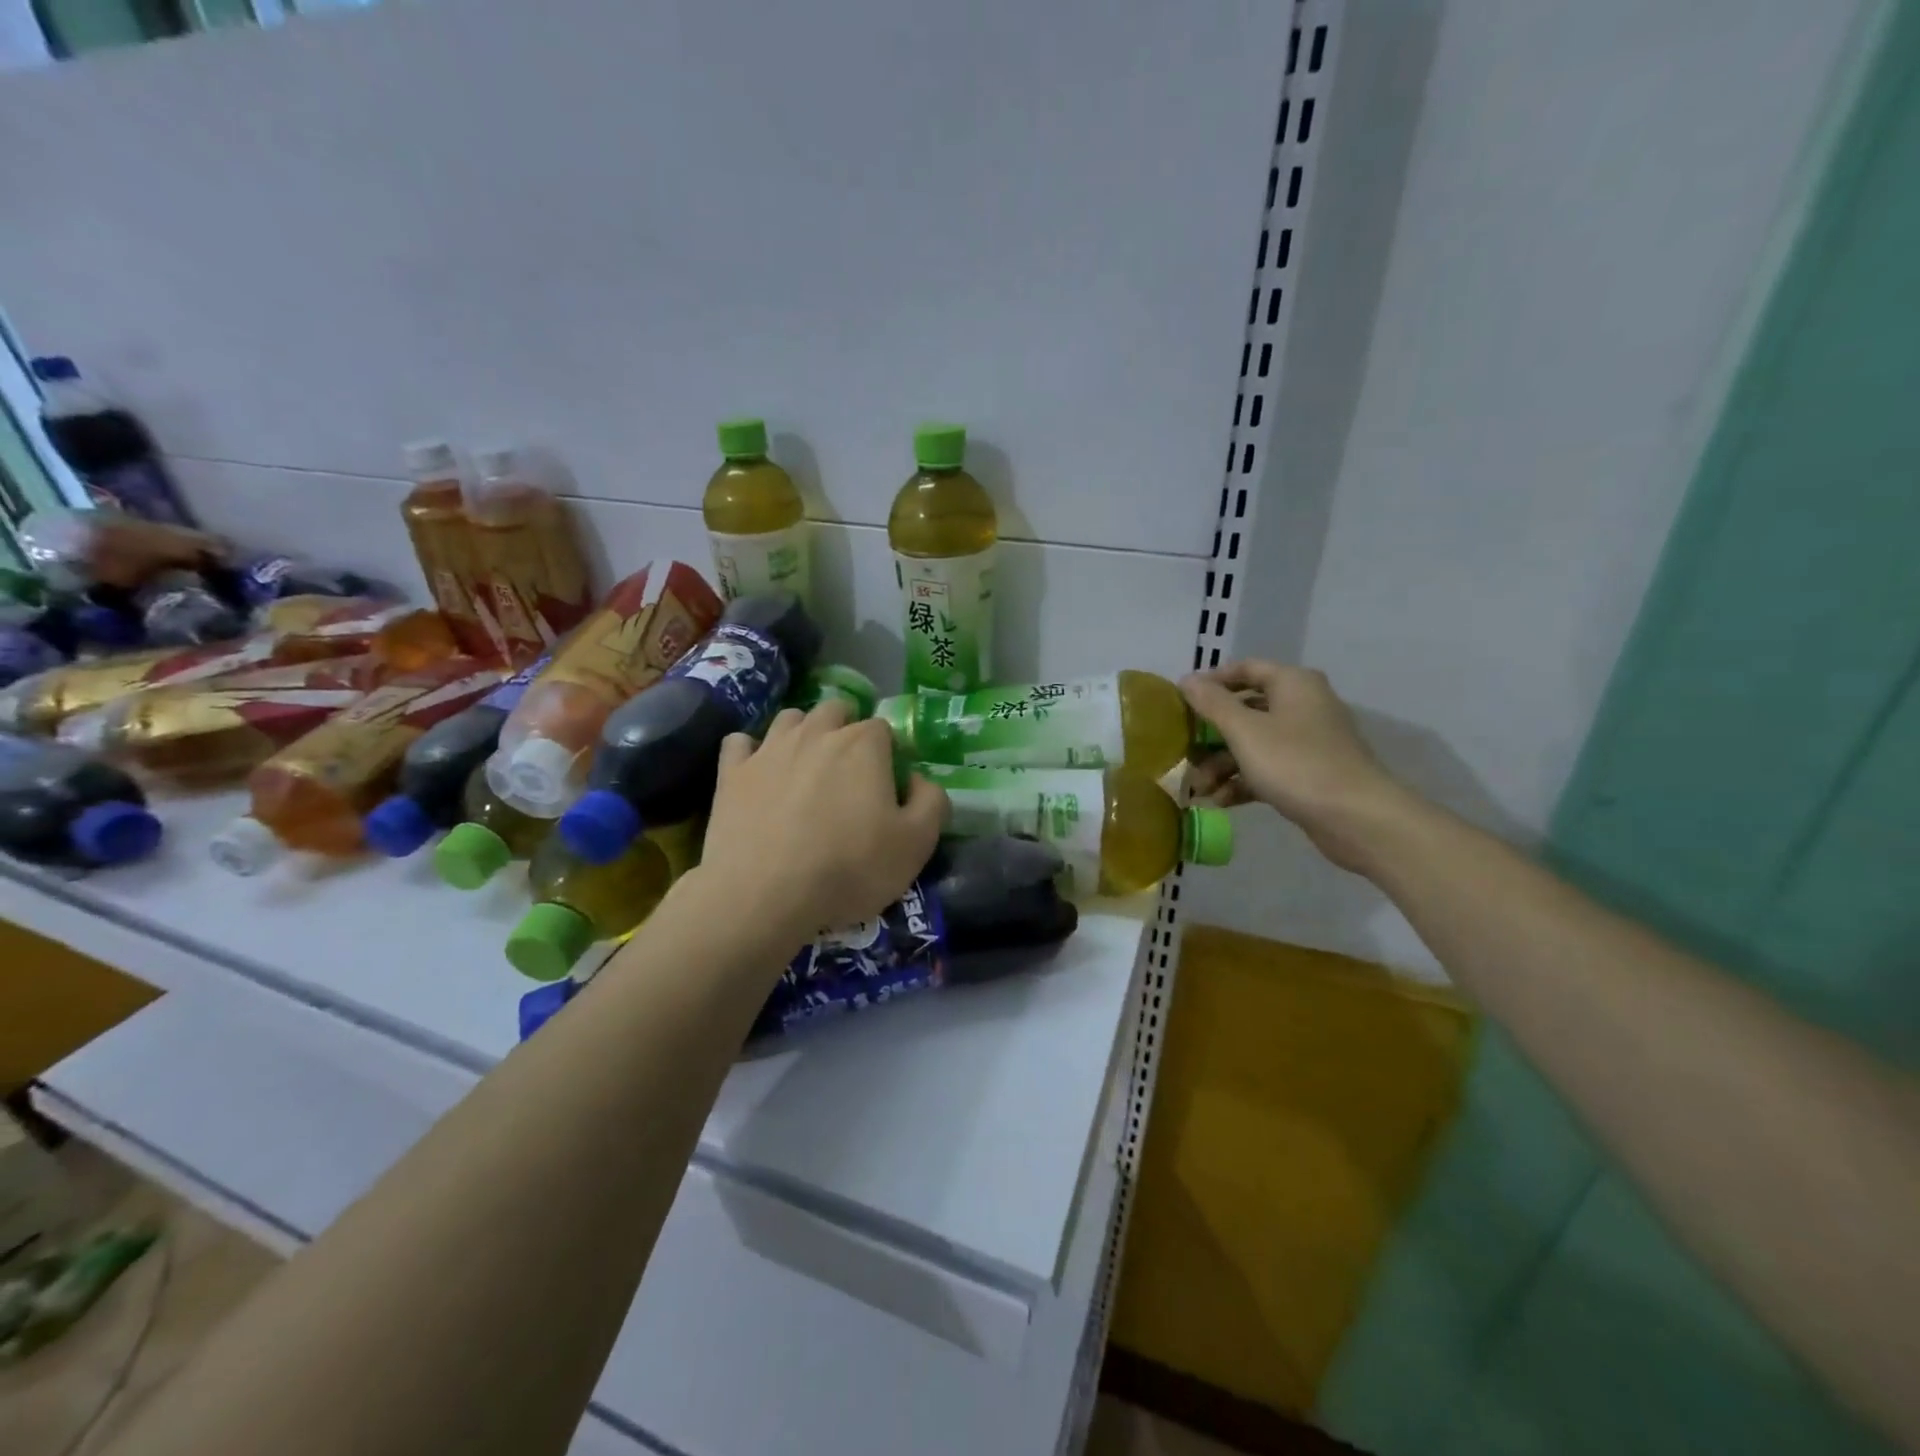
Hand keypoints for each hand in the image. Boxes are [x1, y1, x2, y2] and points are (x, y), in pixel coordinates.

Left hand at [697, 700, 948, 948]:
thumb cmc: (849, 868)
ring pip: (789, 718)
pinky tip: (757, 770)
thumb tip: (920, 780)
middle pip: (835, 710)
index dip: (888, 752)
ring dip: (802, 731)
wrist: (763, 895)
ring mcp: (769, 749)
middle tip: (849, 769)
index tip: (887, 783)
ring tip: (806, 764)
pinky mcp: (731, 772)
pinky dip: (750, 751)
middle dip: (845, 727)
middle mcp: (816, 733)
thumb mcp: (916, 844)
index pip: (882, 728)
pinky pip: (739, 743)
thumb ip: (932, 802)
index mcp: (863, 744)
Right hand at [1181, 661, 1410, 872]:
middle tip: (1185, 751)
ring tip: (1200, 789)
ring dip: (1222, 764)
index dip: (1212, 681)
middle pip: (1246, 710)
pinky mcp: (1309, 774)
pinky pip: (1267, 769)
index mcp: (1293, 684)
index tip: (1181, 701)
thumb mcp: (1245, 731)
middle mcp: (1303, 705)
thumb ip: (1213, 704)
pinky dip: (1243, 781)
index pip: (1245, 669)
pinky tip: (1221, 801)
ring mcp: (1308, 742)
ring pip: (1254, 744)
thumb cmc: (1296, 764)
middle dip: (1211, 734)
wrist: (1357, 818)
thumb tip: (1187, 679)